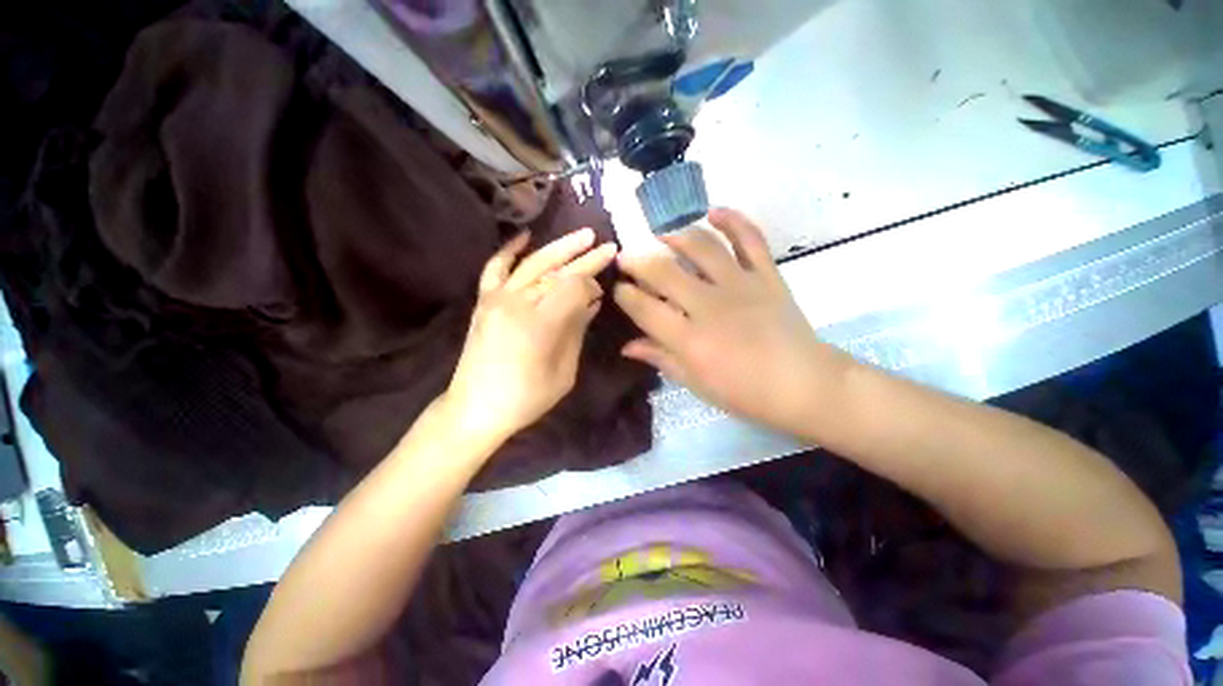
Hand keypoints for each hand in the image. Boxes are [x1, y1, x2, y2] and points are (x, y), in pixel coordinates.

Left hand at [443, 228, 617, 445]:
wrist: (475, 408)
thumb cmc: (526, 398)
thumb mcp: (564, 371)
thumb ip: (576, 331)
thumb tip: (591, 303)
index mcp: (540, 324)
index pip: (573, 287)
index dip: (591, 285)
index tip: (600, 292)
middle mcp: (517, 303)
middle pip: (557, 271)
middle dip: (585, 258)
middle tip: (607, 246)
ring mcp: (496, 298)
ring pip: (533, 263)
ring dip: (560, 247)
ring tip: (583, 235)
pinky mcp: (484, 301)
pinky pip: (495, 267)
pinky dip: (510, 250)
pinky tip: (526, 236)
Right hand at [613, 208, 848, 433]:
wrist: (803, 385)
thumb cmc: (744, 392)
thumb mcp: (695, 383)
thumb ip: (660, 359)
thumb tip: (627, 346)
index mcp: (690, 339)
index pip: (644, 308)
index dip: (625, 295)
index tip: (617, 288)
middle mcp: (709, 306)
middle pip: (664, 272)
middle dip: (637, 261)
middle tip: (626, 257)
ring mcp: (740, 286)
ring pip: (701, 247)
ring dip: (676, 235)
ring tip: (661, 234)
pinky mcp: (767, 275)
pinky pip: (750, 239)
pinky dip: (734, 220)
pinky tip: (714, 211)